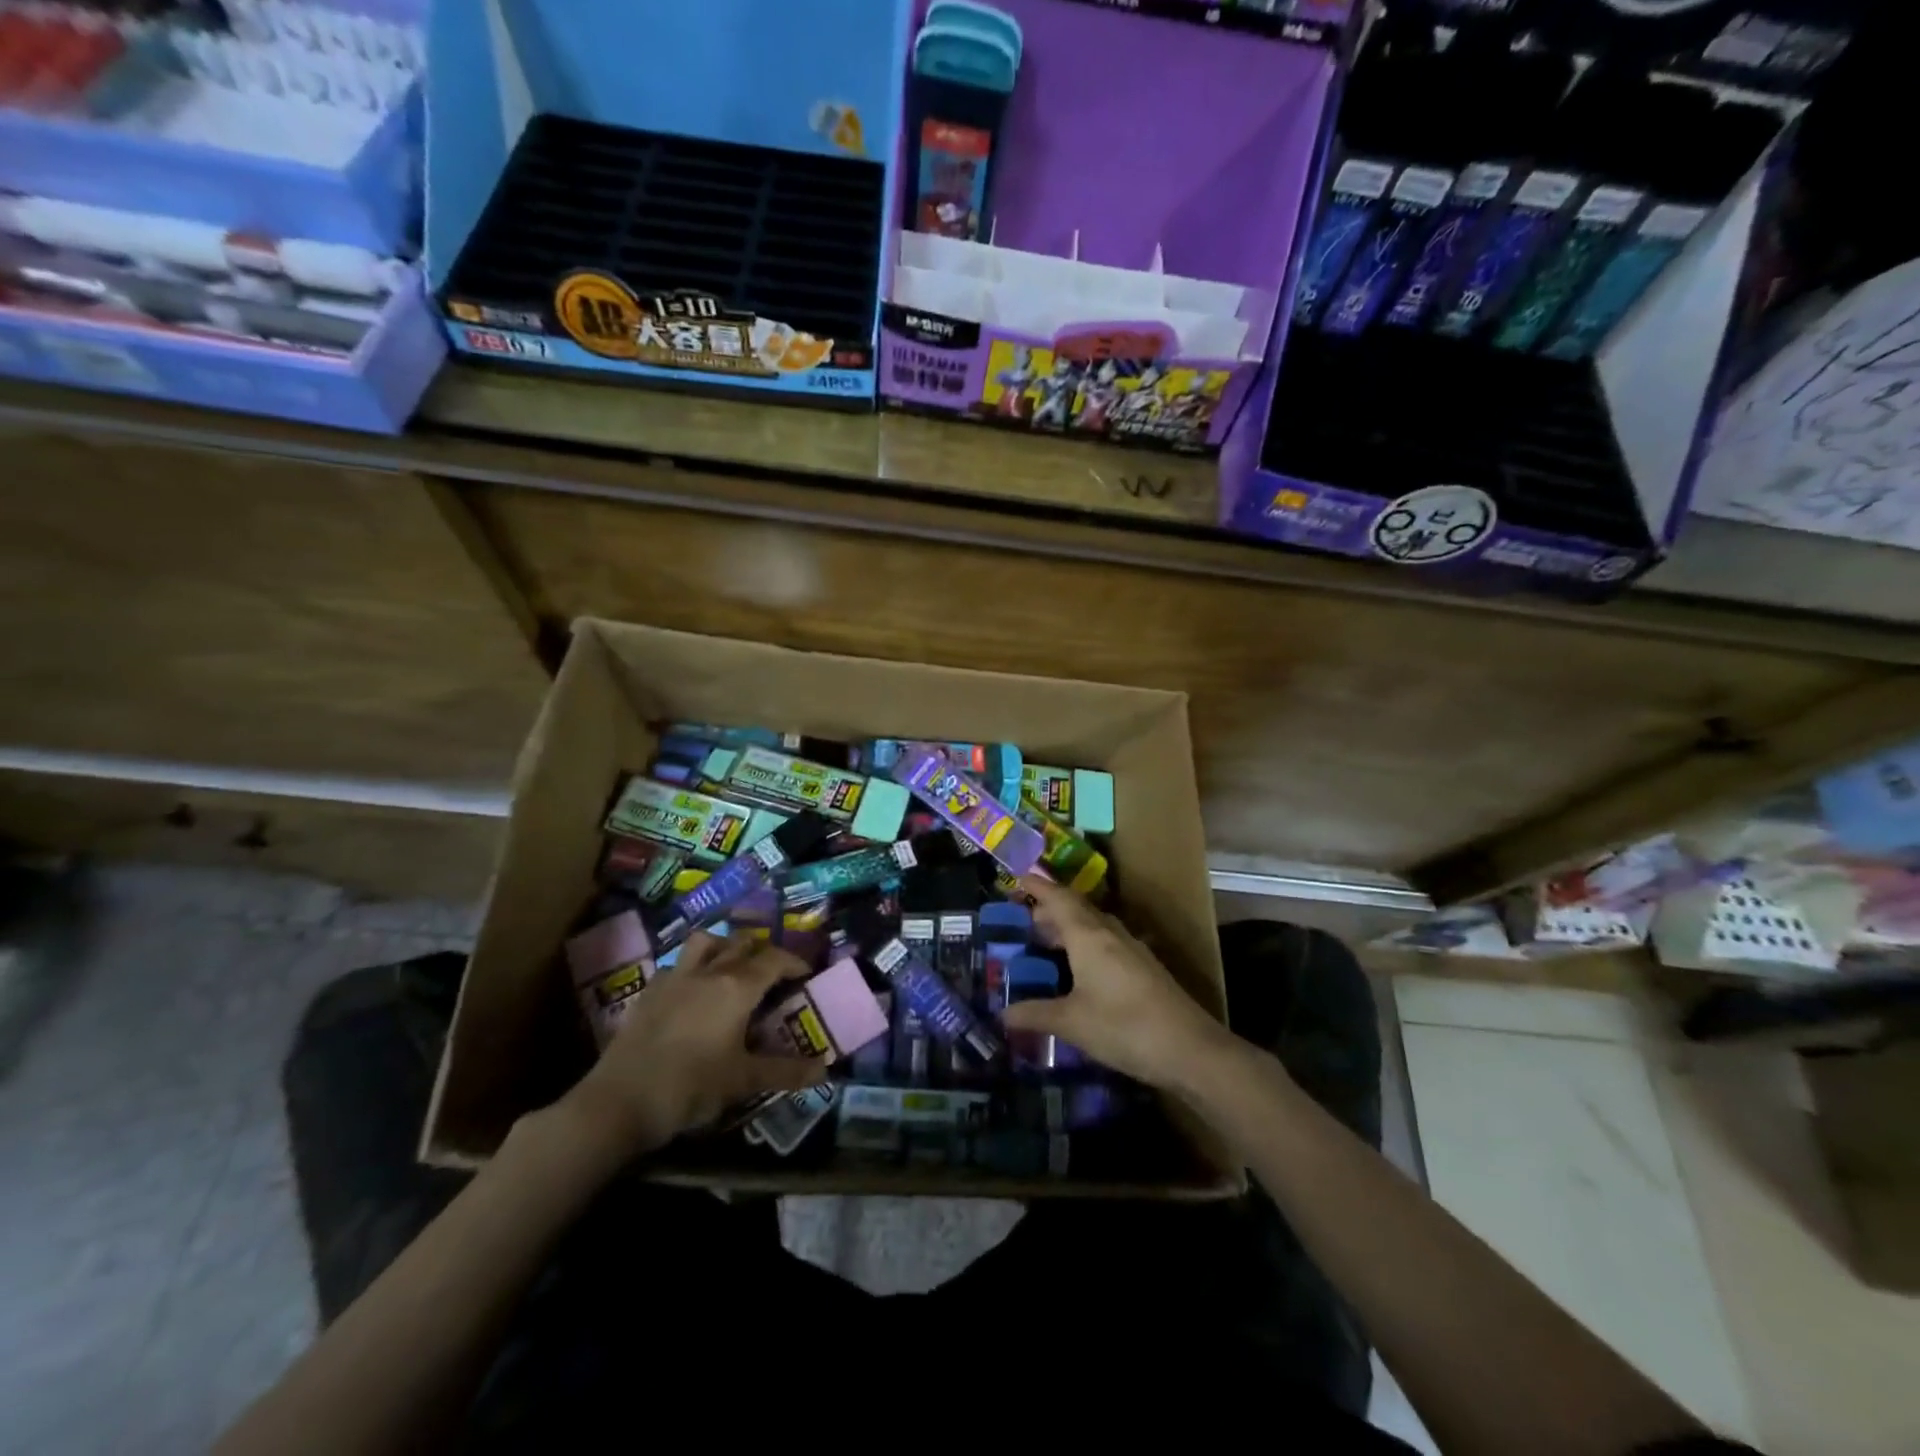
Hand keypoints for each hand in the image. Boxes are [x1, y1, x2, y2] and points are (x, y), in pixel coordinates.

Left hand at [561, 932, 829, 1156]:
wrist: (619, 1102)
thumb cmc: (690, 1087)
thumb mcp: (743, 1081)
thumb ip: (785, 1072)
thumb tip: (824, 1070)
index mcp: (737, 987)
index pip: (774, 960)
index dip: (794, 962)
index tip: (805, 973)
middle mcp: (708, 972)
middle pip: (741, 943)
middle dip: (762, 951)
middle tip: (773, 972)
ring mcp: (674, 978)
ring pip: (705, 942)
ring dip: (724, 946)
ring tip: (732, 966)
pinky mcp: (649, 992)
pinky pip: (676, 965)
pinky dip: (692, 967)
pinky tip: (692, 990)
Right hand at [1000, 874, 1229, 1088]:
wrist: (1190, 1049)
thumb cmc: (1123, 1027)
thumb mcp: (1071, 1023)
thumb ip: (1035, 1014)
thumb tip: (1002, 1014)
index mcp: (1088, 936)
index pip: (1058, 899)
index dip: (1038, 886)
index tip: (1019, 878)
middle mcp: (1110, 934)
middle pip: (1076, 909)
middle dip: (1050, 909)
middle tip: (1025, 920)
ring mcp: (1131, 949)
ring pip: (1094, 926)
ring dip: (1070, 927)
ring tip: (1047, 943)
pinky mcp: (1144, 968)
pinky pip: (1107, 942)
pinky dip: (1086, 944)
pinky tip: (1080, 969)